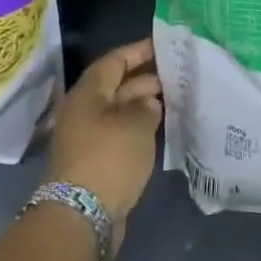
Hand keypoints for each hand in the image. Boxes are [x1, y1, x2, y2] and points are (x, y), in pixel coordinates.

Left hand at [46, 38, 163, 242]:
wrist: (82, 216)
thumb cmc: (109, 158)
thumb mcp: (137, 124)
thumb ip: (147, 106)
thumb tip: (148, 102)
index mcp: (88, 94)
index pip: (114, 61)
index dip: (139, 51)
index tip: (165, 45)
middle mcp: (84, 111)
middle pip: (117, 86)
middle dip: (146, 78)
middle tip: (178, 73)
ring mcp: (88, 138)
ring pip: (120, 111)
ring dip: (144, 104)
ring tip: (176, 98)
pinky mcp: (95, 161)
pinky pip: (120, 134)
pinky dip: (140, 128)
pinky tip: (162, 128)